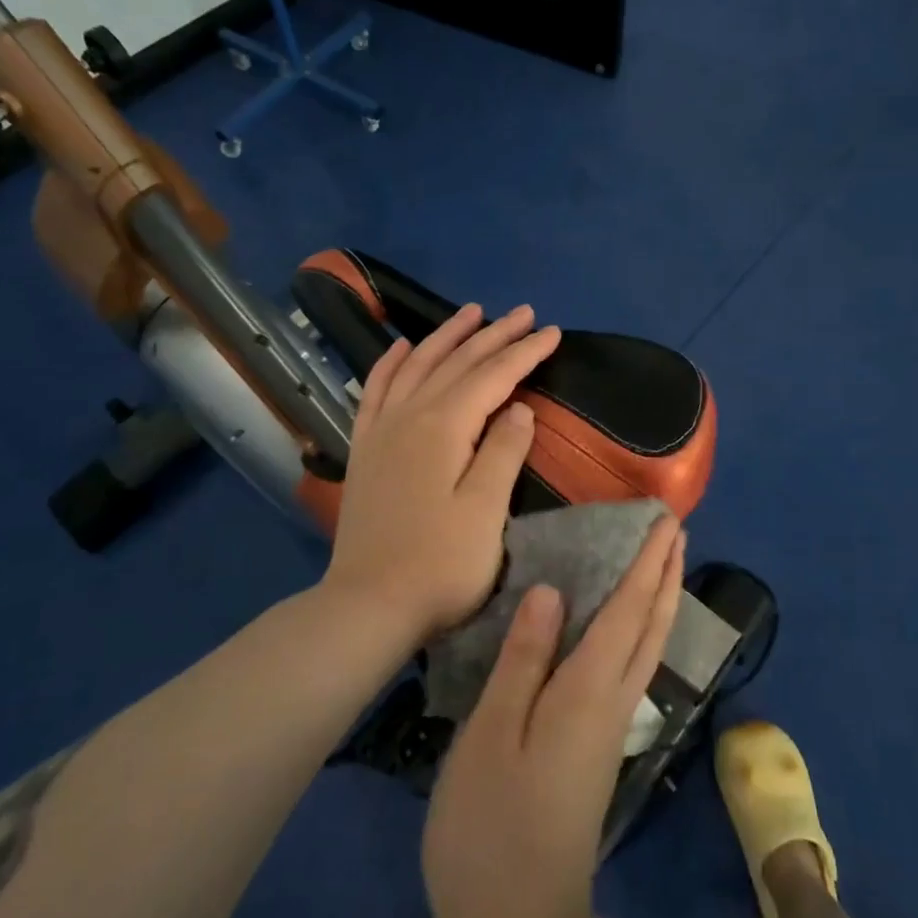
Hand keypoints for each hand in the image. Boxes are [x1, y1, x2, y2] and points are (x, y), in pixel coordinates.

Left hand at [324, 303, 561, 648]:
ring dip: (446, 336)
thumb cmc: (440, 564)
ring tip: (470, 313)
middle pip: (457, 363)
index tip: (552, 332)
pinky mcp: (366, 448)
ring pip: (417, 366)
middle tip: (524, 314)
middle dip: (494, 335)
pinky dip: (391, 363)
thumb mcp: (486, 511)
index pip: (493, 376)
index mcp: (444, 427)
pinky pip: (376, 390)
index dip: (524, 352)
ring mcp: (382, 430)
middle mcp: (410, 415)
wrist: (369, 604)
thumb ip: (503, 451)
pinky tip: (400, 347)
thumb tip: (518, 407)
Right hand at [422, 516, 686, 917]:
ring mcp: (609, 729)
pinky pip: (631, 669)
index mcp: (587, 691)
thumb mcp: (491, 735)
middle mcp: (611, 702)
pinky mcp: (599, 750)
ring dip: (660, 600)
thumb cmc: (491, 825)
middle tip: (676, 530)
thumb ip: (523, 659)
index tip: (665, 521)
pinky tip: (627, 631)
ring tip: (664, 565)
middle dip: (666, 573)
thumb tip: (552, 590)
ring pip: (648, 649)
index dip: (646, 563)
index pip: (627, 611)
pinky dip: (641, 632)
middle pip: (651, 626)